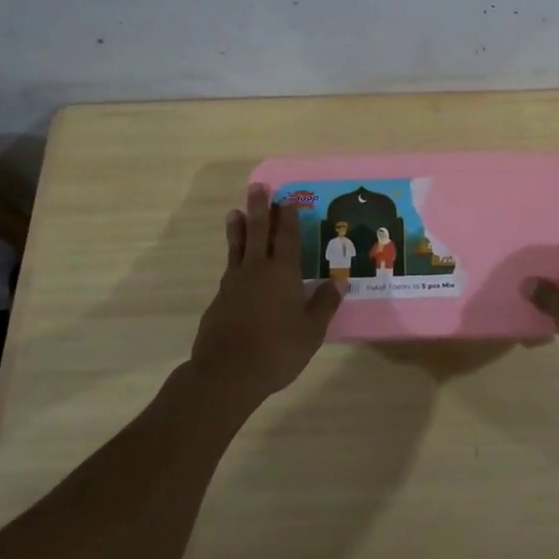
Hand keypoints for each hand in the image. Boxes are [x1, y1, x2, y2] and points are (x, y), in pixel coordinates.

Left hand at [188, 184, 342, 408]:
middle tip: (257, 186)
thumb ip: (324, 304)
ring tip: (234, 212)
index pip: (286, 237)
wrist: (227, 372)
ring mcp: (234, 283)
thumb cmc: (277, 350)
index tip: (286, 198)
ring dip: (238, 228)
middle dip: (259, 208)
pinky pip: (229, 270)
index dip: (287, 217)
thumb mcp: (311, 330)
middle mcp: (257, 270)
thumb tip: (340, 281)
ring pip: (237, 247)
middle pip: (257, 231)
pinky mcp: (219, 300)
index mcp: (283, 273)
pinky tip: (234, 264)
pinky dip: (232, 259)